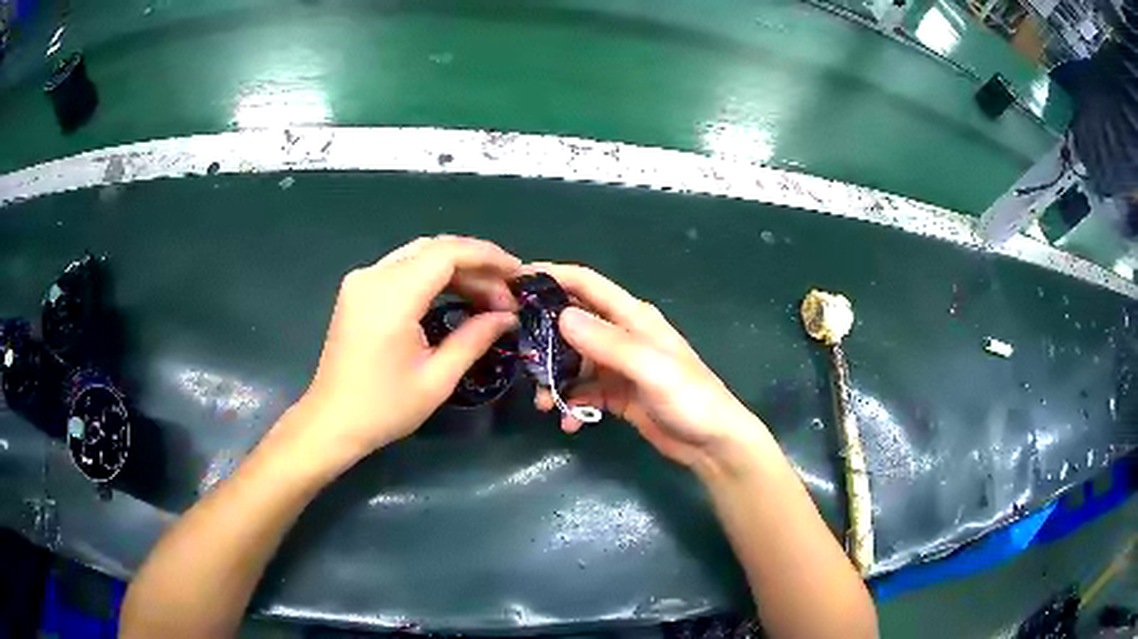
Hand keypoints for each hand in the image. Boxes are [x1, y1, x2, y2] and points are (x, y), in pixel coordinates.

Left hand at [278, 236, 520, 471]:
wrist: (332, 421)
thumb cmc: (384, 408)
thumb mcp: (437, 379)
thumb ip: (474, 338)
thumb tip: (508, 316)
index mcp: (392, 297)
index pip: (447, 253)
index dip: (487, 256)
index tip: (518, 272)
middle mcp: (373, 276)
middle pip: (434, 249)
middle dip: (476, 266)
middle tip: (505, 296)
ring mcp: (361, 280)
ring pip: (419, 255)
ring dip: (456, 270)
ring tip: (487, 297)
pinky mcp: (358, 289)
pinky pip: (403, 268)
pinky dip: (433, 276)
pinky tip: (454, 295)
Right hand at [531, 264, 765, 468]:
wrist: (712, 443)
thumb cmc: (690, 399)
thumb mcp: (650, 368)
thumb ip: (608, 342)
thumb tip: (561, 316)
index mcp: (633, 318)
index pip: (587, 284)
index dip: (553, 276)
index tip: (516, 281)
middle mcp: (622, 336)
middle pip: (572, 324)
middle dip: (544, 339)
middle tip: (519, 359)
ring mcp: (619, 367)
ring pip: (573, 362)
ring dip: (555, 380)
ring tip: (544, 404)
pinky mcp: (617, 394)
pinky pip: (584, 392)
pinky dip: (571, 404)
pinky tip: (568, 423)